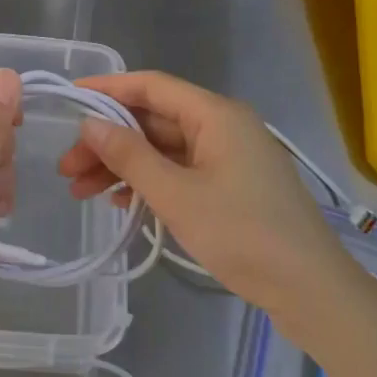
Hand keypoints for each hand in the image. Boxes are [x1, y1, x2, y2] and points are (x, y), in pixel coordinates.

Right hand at [56, 71, 354, 317]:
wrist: (309, 289)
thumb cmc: (242, 234)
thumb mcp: (176, 195)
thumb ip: (130, 156)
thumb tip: (91, 125)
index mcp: (216, 115)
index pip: (152, 87)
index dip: (108, 89)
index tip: (68, 99)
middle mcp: (223, 126)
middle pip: (154, 121)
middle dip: (108, 141)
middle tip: (67, 169)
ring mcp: (229, 157)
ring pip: (163, 149)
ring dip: (123, 166)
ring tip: (81, 192)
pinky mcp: (232, 186)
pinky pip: (180, 171)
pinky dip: (149, 182)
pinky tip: (121, 203)